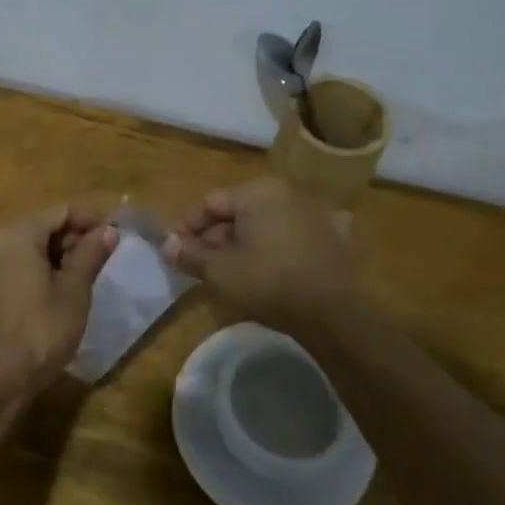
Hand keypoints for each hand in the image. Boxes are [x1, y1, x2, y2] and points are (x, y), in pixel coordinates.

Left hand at [0, 204, 118, 387]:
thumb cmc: (40, 329)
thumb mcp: (74, 291)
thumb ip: (90, 255)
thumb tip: (108, 231)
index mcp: (18, 234)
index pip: (61, 212)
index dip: (92, 220)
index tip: (117, 234)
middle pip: (42, 228)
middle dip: (75, 239)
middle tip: (105, 258)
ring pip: (29, 250)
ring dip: (59, 257)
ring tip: (87, 277)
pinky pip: (16, 269)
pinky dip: (40, 273)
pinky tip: (59, 295)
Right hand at [162, 178, 360, 333]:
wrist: (333, 312)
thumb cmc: (268, 282)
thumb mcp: (219, 271)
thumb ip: (189, 254)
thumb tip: (166, 244)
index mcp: (258, 191)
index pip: (210, 202)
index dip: (187, 226)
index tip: (176, 249)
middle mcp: (288, 191)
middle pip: (240, 210)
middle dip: (218, 236)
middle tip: (203, 264)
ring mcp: (318, 211)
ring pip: (270, 221)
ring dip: (250, 240)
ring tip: (237, 269)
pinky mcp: (338, 235)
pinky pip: (300, 233)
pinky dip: (286, 243)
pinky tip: (281, 261)